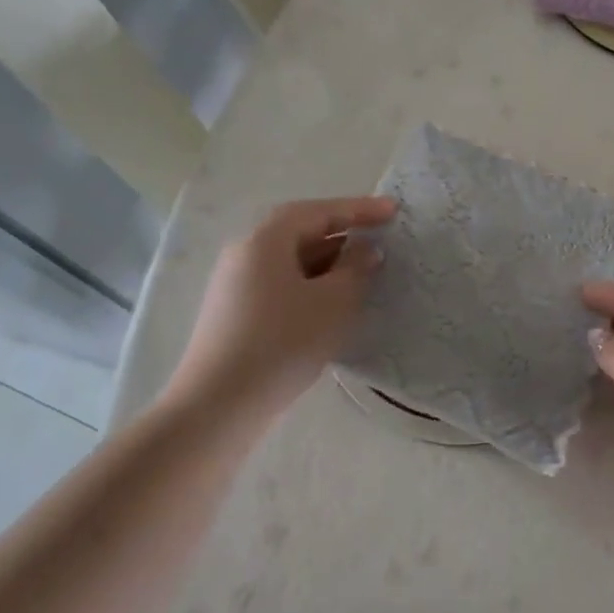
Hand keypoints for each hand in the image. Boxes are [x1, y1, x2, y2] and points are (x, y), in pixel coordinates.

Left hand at [168, 196, 394, 410]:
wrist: (221, 403)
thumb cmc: (282, 342)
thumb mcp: (333, 303)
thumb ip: (355, 269)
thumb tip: (365, 250)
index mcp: (265, 241)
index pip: (317, 212)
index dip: (358, 209)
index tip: (393, 211)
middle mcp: (245, 253)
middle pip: (300, 232)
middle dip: (342, 235)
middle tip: (379, 240)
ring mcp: (235, 284)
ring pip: (290, 261)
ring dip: (329, 262)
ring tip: (363, 273)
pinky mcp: (235, 313)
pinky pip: (281, 284)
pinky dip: (311, 284)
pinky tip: (331, 304)